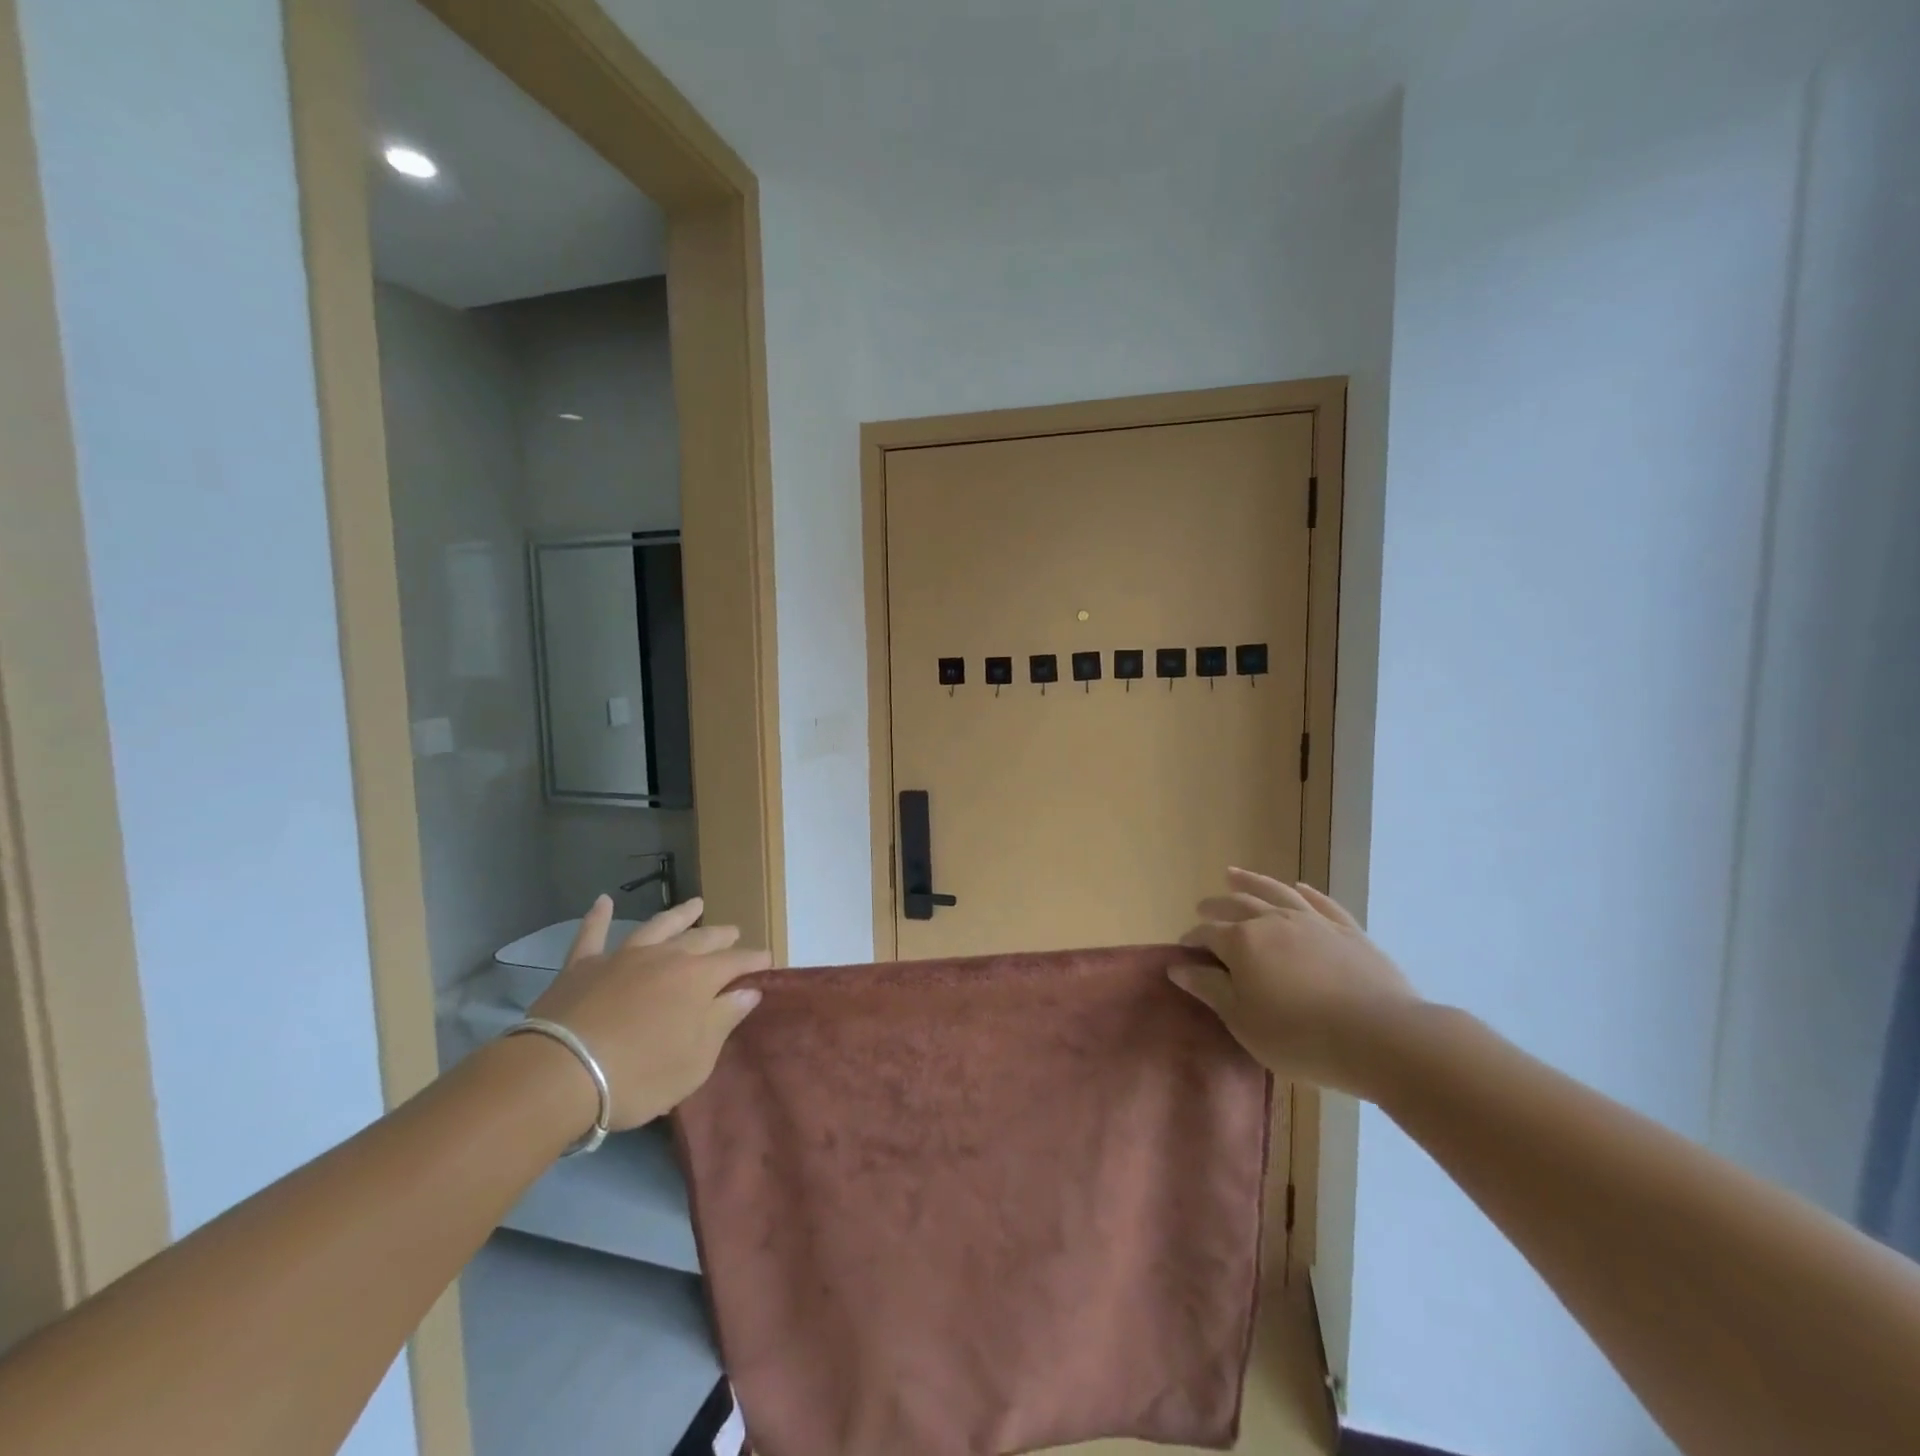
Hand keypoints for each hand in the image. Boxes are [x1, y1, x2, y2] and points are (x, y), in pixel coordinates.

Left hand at [527, 895, 768, 1128]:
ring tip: (696, 904)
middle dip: (721, 936)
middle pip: (700, 940)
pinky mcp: (582, 967)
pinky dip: (599, 917)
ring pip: (657, 927)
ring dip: (678, 915)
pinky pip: (592, 934)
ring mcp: (622, 957)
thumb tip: (748, 991)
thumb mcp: (695, 1059)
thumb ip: (723, 1020)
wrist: (561, 1074)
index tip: (767, 960)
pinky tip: (602, 901)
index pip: (736, 963)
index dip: (754, 960)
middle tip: (734, 931)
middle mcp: (665, 957)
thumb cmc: (639, 1075)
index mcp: (697, 979)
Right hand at [1173, 868, 1418, 1097]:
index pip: (1207, 933)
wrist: (1381, 1037)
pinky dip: (1306, 891)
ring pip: (1275, 892)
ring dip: (1251, 882)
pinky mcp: (1348, 930)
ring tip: (1234, 875)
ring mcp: (1313, 921)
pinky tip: (1299, 887)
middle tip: (1203, 907)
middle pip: (1237, 905)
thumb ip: (1209, 988)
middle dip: (1216, 906)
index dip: (1192, 940)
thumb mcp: (1243, 1020)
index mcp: (1242, 942)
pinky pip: (1321, 902)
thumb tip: (1177, 965)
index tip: (1183, 950)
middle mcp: (1273, 921)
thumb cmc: (1300, 1037)